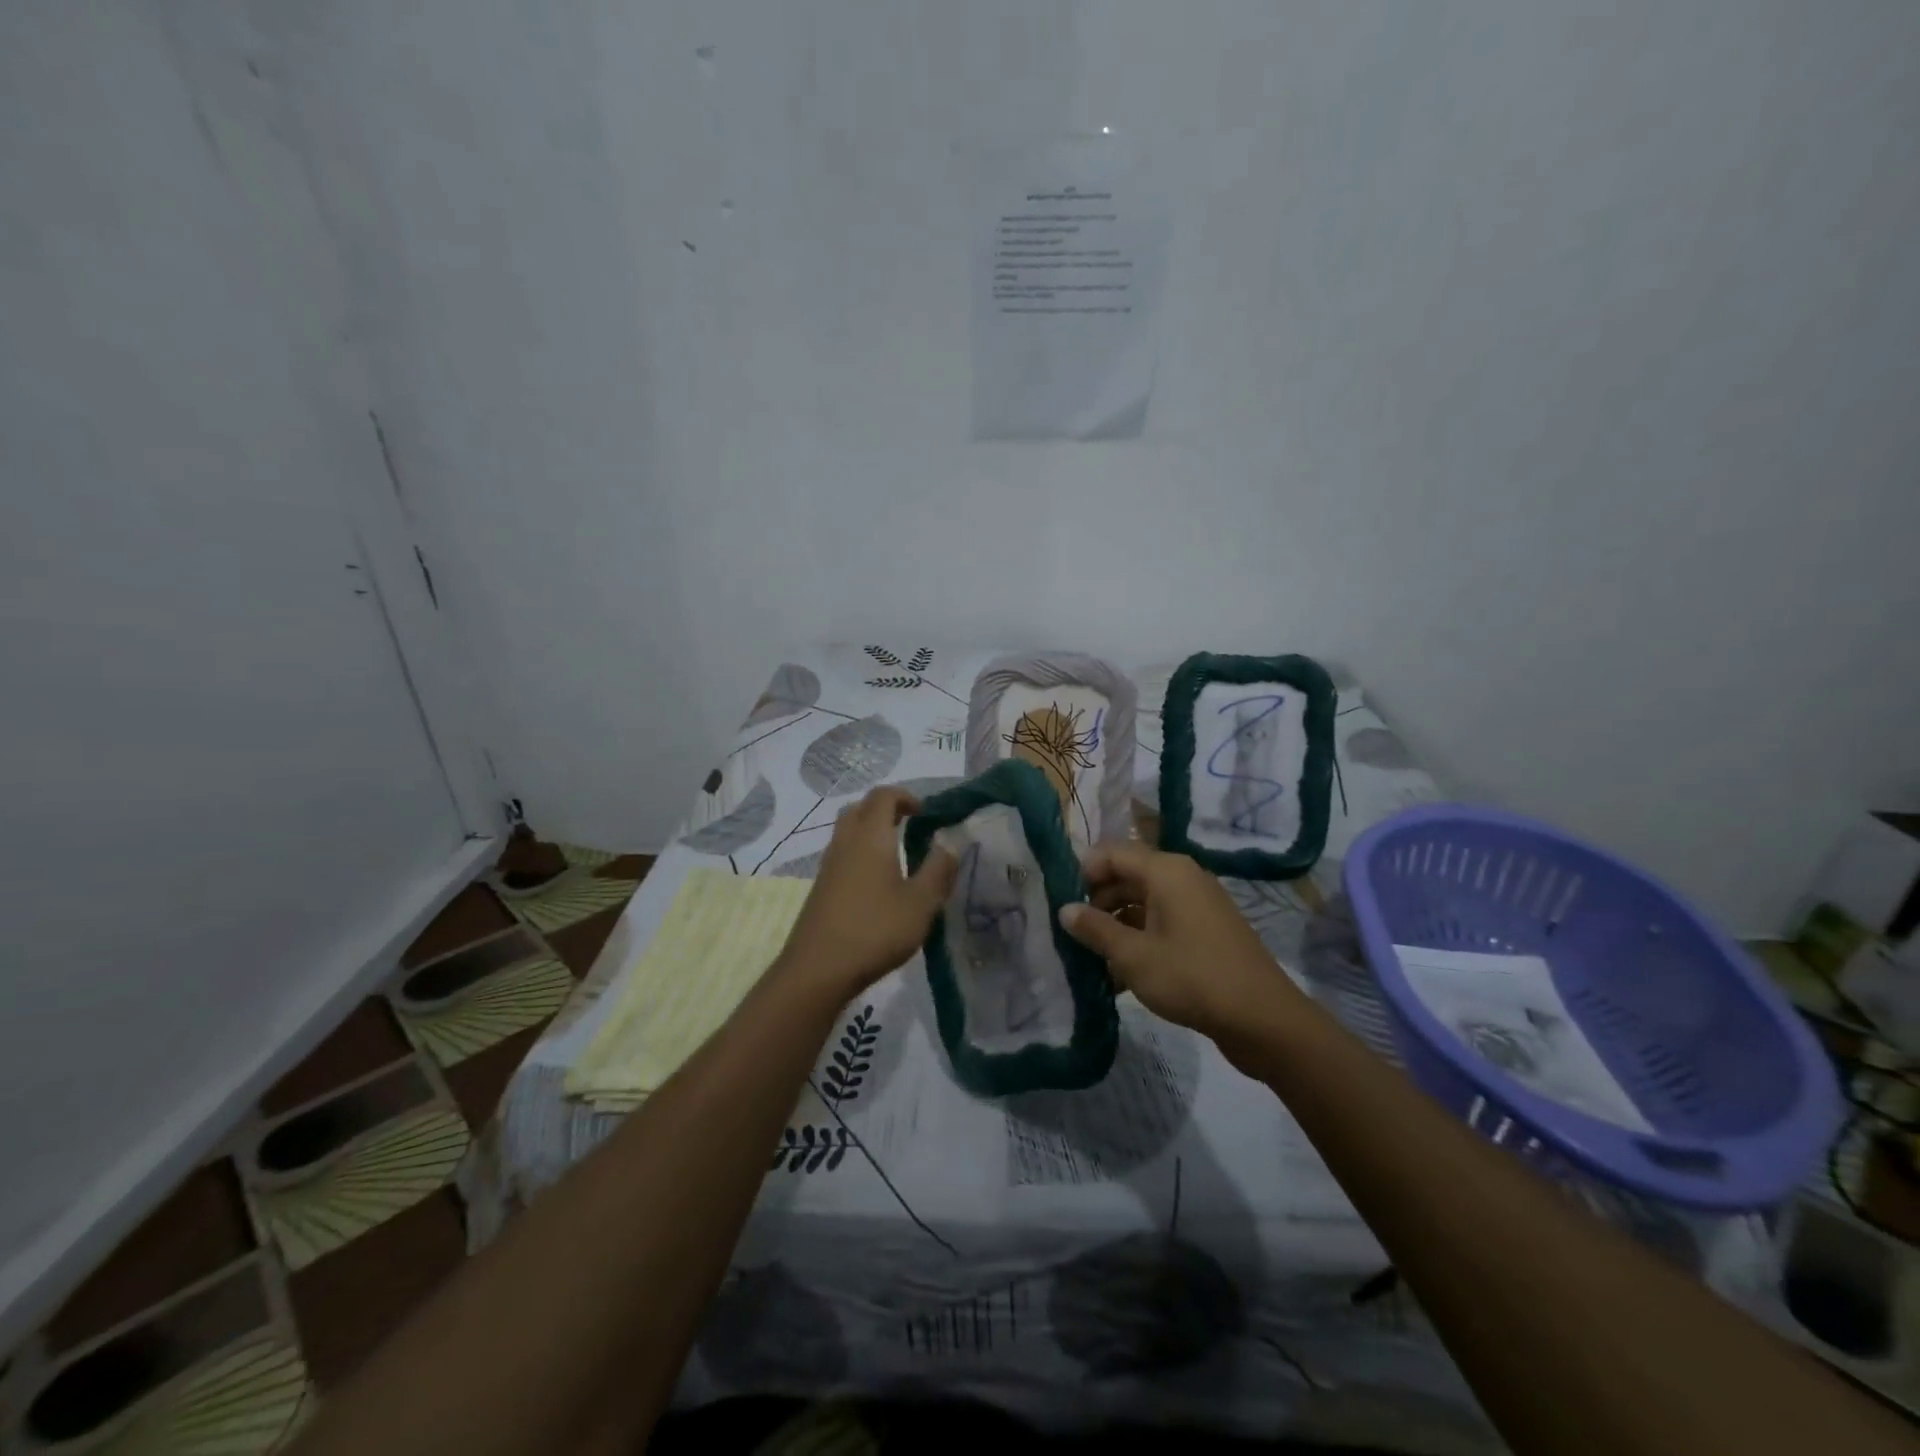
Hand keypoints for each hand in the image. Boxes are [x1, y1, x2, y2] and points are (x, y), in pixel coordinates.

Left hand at [777, 786, 957, 999]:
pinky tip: (876, 882)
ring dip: (871, 831)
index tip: (925, 812)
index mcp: (870, 837)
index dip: (905, 796)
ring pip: (848, 831)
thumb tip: (950, 842)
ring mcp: (828, 865)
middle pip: (860, 808)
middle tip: (909, 825)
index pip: (883, 796)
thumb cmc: (875, 930)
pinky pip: (842, 854)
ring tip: (897, 853)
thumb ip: (939, 869)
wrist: (818, 969)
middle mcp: (845, 842)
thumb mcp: (921, 903)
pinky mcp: (821, 887)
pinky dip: (860, 853)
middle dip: (885, 809)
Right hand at [1058, 842, 1299, 1044]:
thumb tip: (1064, 909)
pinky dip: (1139, 941)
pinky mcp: (1205, 932)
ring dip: (1116, 927)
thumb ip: (1095, 929)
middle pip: (1127, 876)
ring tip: (1091, 960)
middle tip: (1071, 934)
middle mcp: (1182, 878)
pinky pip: (1162, 924)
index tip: (1060, 902)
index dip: (1083, 872)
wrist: (1263, 1020)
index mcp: (1166, 871)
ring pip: (1143, 903)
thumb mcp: (1133, 956)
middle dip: (1097, 902)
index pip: (1112, 852)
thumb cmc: (1192, 977)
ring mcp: (1197, 905)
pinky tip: (1119, 977)